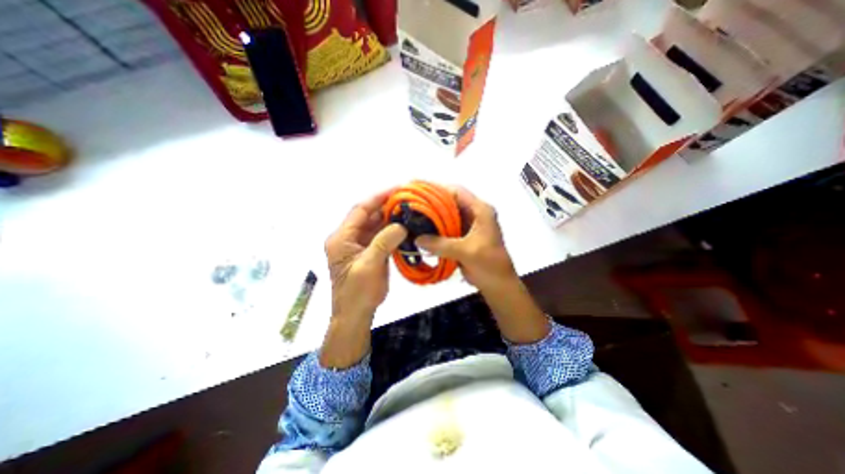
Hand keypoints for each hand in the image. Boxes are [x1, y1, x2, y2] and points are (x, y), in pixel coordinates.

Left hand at [321, 190, 404, 368]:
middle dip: (386, 207)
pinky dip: (392, 232)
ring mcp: (359, 246)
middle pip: (368, 216)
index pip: (360, 210)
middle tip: (407, 201)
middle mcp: (348, 238)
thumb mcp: (369, 266)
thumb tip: (401, 225)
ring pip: (375, 226)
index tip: (396, 190)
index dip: (378, 198)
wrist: (355, 314)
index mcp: (342, 238)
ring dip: (390, 219)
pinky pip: (380, 237)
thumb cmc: (357, 292)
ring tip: (409, 212)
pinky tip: (405, 228)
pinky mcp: (368, 253)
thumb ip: (384, 242)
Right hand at [415, 185, 513, 290]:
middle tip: (412, 206)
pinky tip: (422, 231)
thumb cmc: (489, 265)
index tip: (419, 193)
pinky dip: (435, 229)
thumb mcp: (466, 252)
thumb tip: (417, 239)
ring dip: (433, 217)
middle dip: (432, 204)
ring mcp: (468, 225)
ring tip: (413, 217)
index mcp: (481, 211)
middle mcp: (474, 214)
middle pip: (450, 202)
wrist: (498, 284)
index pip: (457, 192)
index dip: (438, 190)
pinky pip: (447, 228)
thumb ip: (441, 244)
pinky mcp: (463, 236)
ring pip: (447, 215)